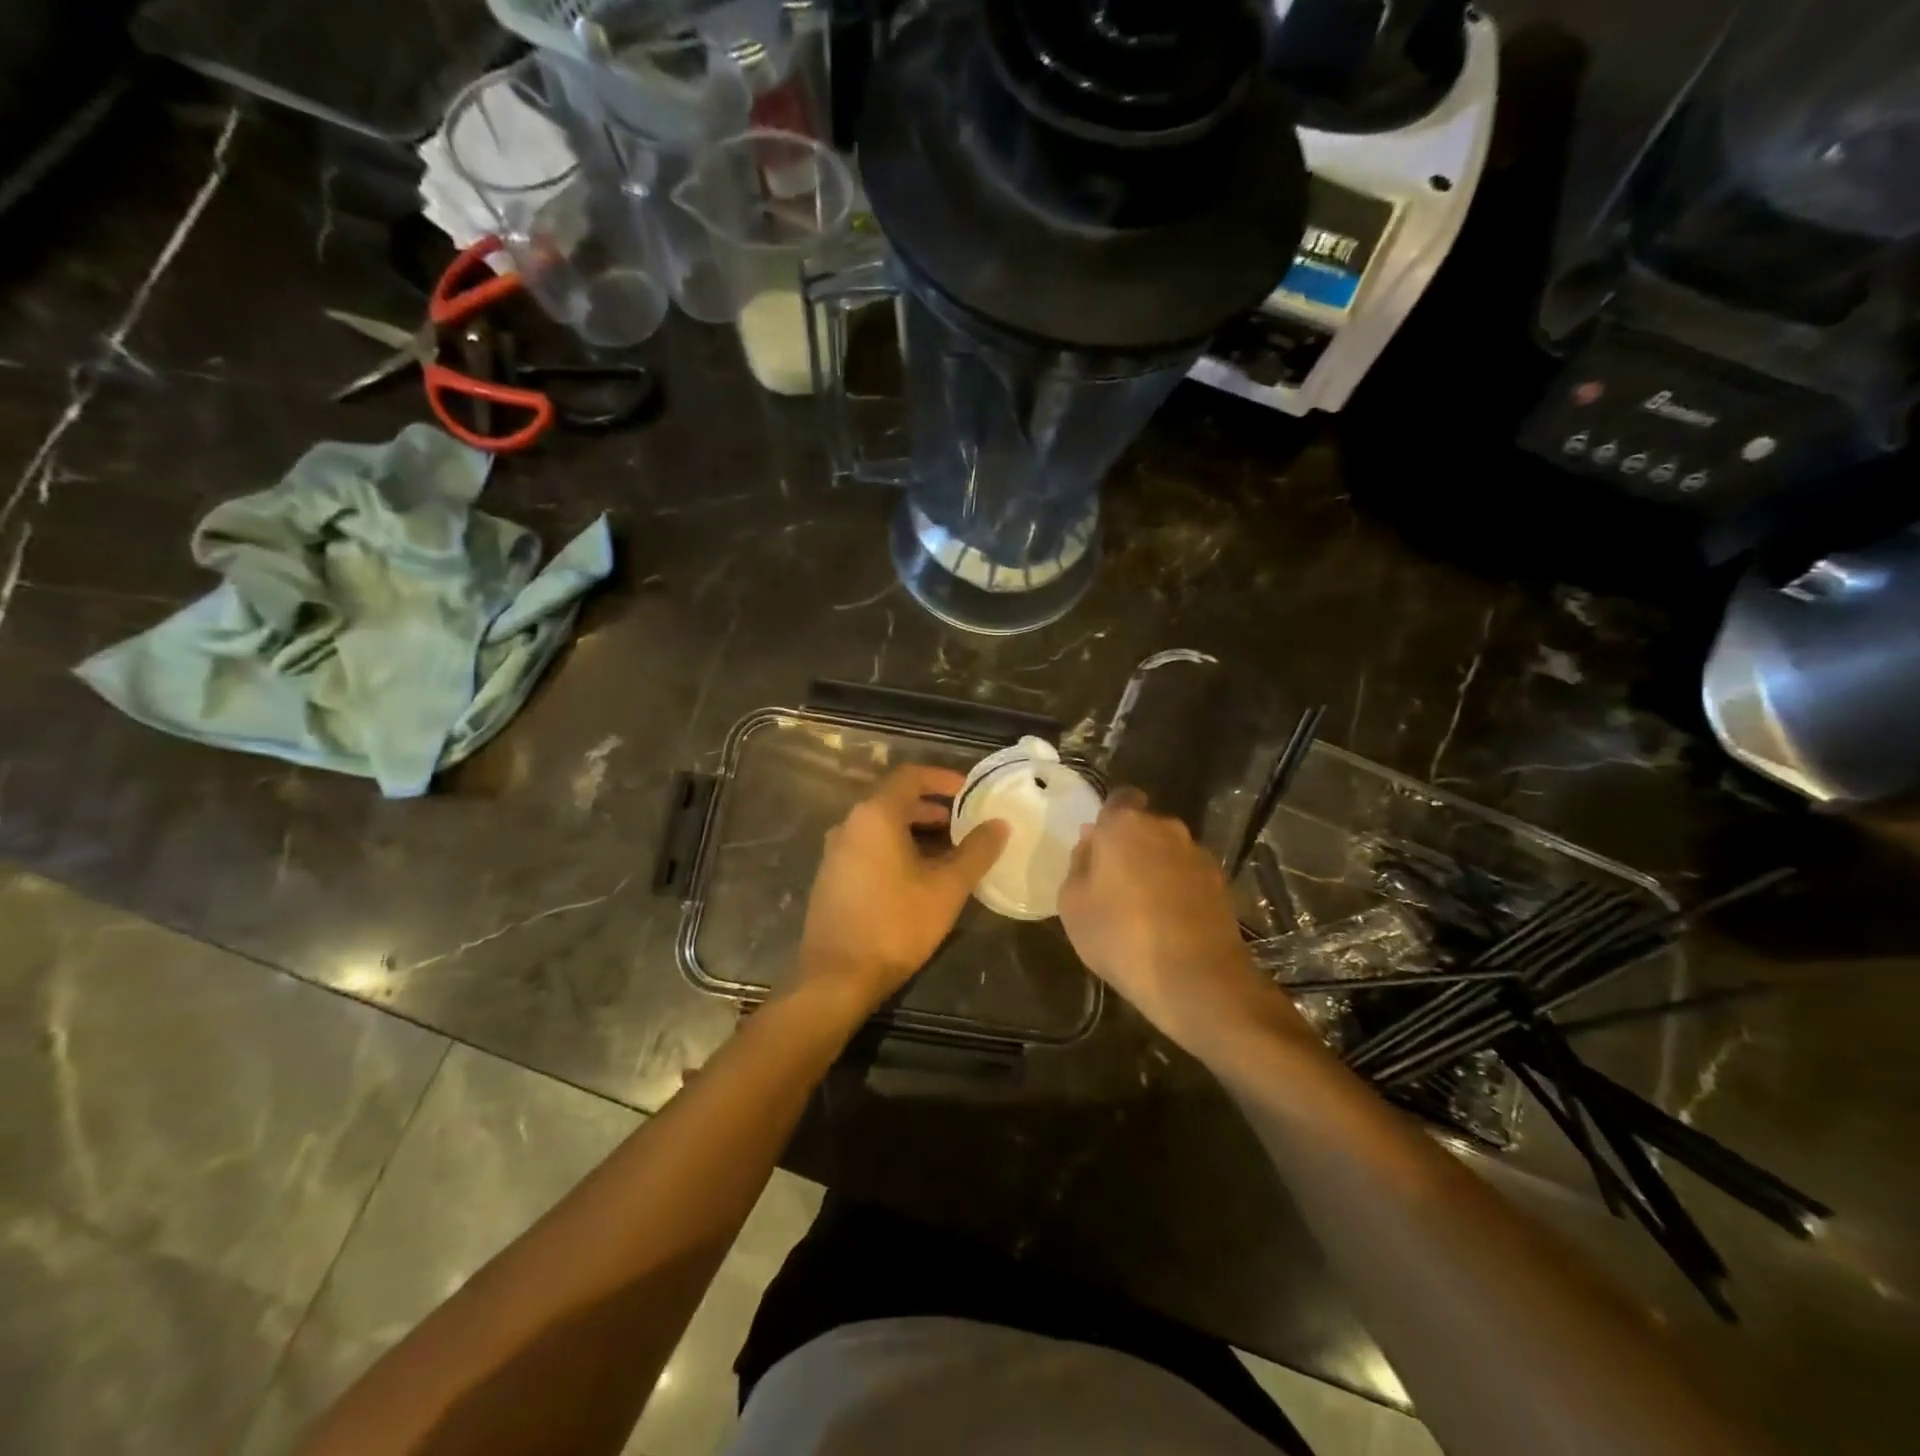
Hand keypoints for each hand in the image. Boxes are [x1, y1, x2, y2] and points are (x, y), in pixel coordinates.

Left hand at [795, 765, 1010, 1014]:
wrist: (837, 976)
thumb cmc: (896, 924)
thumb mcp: (947, 888)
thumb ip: (976, 851)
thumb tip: (999, 824)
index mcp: (875, 815)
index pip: (911, 776)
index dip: (943, 778)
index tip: (970, 790)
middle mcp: (850, 824)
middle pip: (895, 800)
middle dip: (933, 807)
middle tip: (966, 823)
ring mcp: (836, 851)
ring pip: (882, 826)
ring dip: (916, 830)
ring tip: (950, 850)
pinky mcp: (832, 876)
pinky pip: (869, 846)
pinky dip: (897, 847)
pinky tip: (919, 876)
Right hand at [1058, 789, 1303, 1051]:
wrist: (1196, 979)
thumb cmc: (1120, 936)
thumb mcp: (1072, 904)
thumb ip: (1079, 865)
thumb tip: (1092, 845)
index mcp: (1126, 824)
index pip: (1117, 799)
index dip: (1107, 820)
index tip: (1098, 846)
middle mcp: (1167, 828)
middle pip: (1144, 826)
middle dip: (1130, 846)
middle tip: (1114, 882)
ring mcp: (1199, 855)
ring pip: (1168, 851)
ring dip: (1156, 868)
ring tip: (1143, 908)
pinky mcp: (1222, 885)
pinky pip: (1189, 877)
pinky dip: (1179, 890)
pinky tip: (1169, 923)